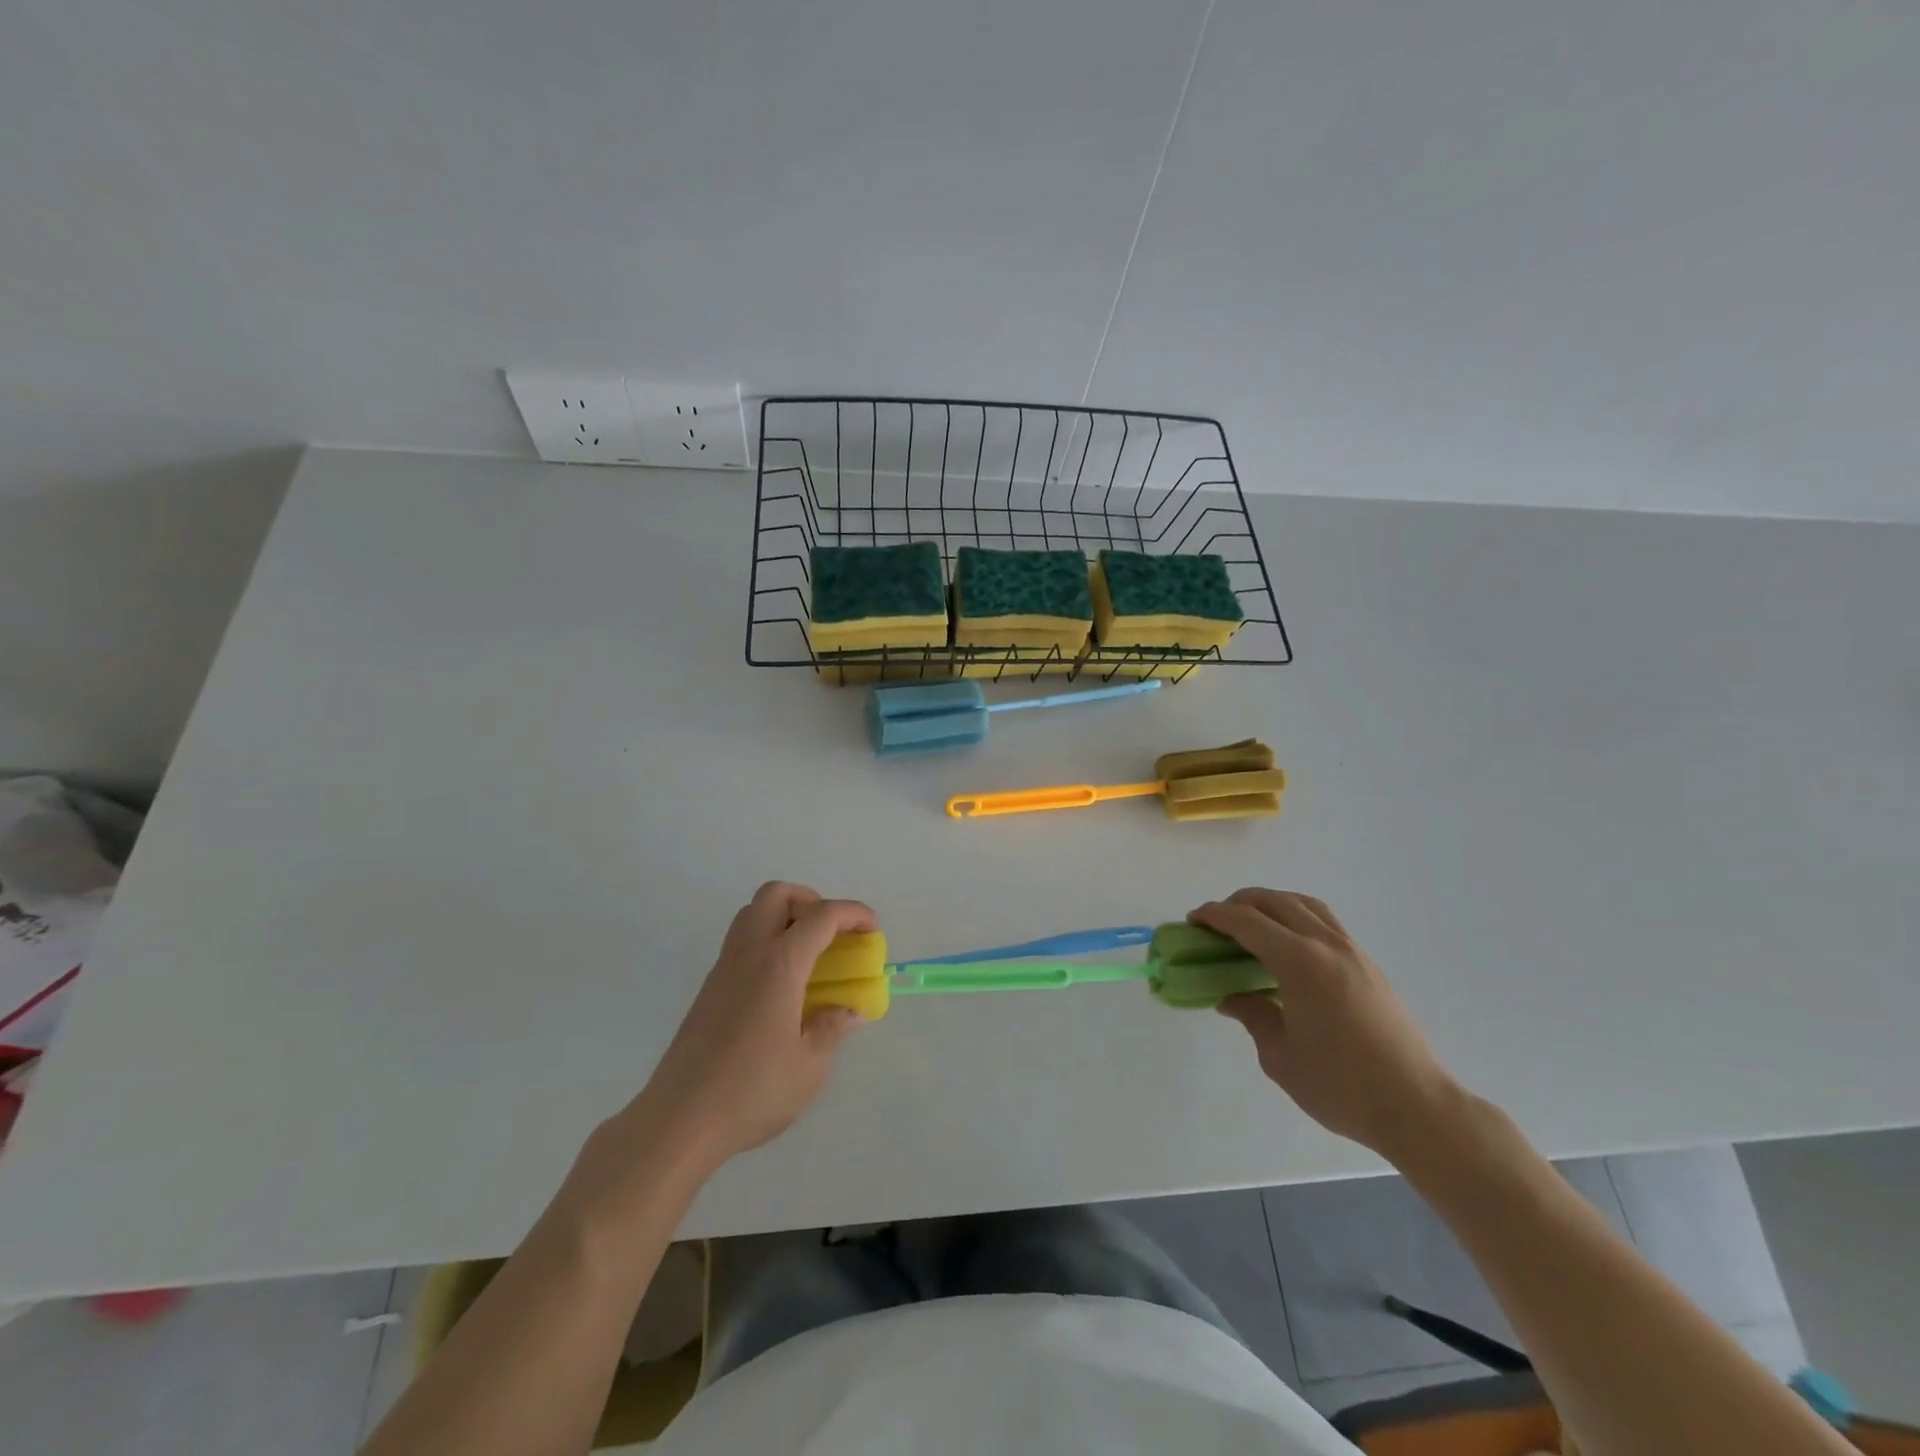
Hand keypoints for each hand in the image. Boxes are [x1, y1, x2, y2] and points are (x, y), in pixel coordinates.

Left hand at [637, 882, 873, 1169]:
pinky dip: (767, 942)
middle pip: (777, 894)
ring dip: (785, 917)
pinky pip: (742, 942)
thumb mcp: (809, 1066)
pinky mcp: (709, 989)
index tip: (872, 930)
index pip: (821, 916)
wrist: (679, 1120)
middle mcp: (749, 954)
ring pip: (753, 913)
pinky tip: (782, 986)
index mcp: (779, 965)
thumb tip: (849, 1010)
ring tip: (809, 956)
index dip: (853, 914)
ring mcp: (724, 969)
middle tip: (832, 934)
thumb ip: (831, 1028)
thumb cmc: (751, 1091)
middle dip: (811, 901)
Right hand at [1191, 889, 1459, 1161]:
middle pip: (1275, 901)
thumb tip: (1234, 998)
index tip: (1193, 920)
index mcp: (1300, 962)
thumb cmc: (1341, 1085)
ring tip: (1252, 925)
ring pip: (1305, 905)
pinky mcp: (1369, 966)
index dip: (1214, 915)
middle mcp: (1326, 945)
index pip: (1247, 922)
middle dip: (1239, 903)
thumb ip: (1253, 1015)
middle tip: (1216, 923)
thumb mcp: (1280, 1056)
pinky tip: (1288, 948)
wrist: (1418, 1107)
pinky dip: (1297, 919)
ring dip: (1272, 904)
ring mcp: (1353, 952)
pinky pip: (1325, 922)